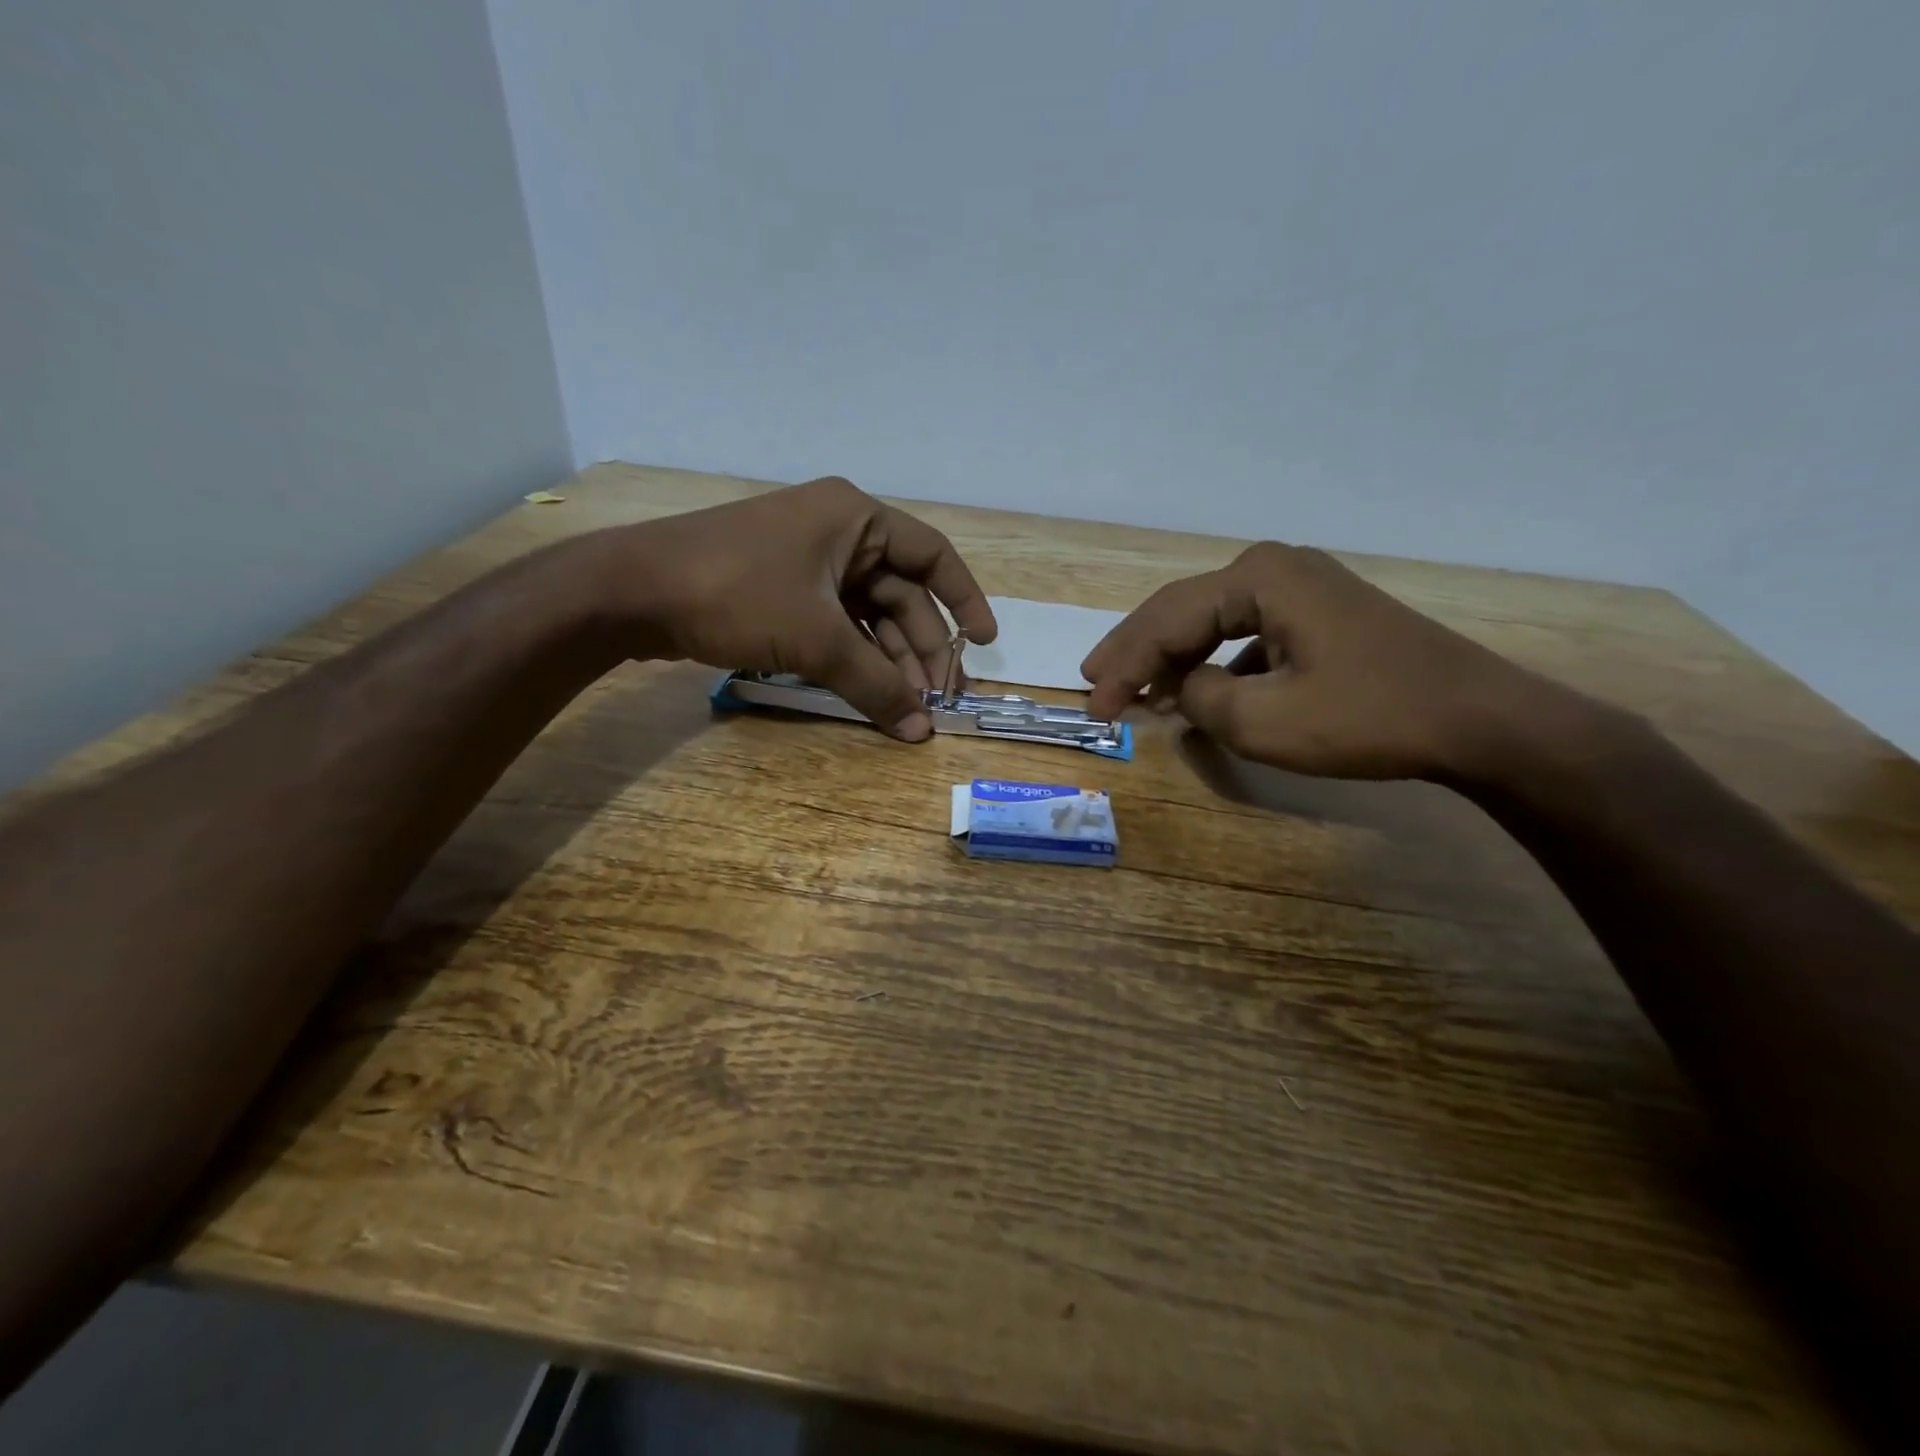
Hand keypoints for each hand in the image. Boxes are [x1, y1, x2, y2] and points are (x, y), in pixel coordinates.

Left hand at [599, 477, 997, 740]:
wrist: (633, 590)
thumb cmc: (737, 593)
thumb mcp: (816, 640)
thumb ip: (874, 684)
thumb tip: (921, 731)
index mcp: (856, 518)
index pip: (933, 557)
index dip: (964, 601)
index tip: (984, 645)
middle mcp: (838, 531)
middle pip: (899, 592)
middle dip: (919, 647)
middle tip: (936, 697)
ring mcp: (807, 560)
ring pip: (866, 613)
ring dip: (887, 658)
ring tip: (905, 705)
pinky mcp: (781, 587)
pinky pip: (835, 622)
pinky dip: (852, 656)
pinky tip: (866, 690)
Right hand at [1082, 542, 1566, 779]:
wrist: (1477, 720)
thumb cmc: (1369, 717)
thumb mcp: (1264, 721)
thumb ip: (1199, 699)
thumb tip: (1182, 687)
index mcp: (1256, 578)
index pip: (1166, 622)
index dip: (1123, 667)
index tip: (1095, 709)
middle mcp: (1272, 567)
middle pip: (1181, 610)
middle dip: (1136, 652)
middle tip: (1095, 684)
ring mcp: (1299, 586)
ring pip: (1210, 620)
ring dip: (1171, 656)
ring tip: (1133, 688)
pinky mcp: (1317, 613)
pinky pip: (1244, 632)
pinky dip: (1212, 661)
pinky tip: (1197, 688)